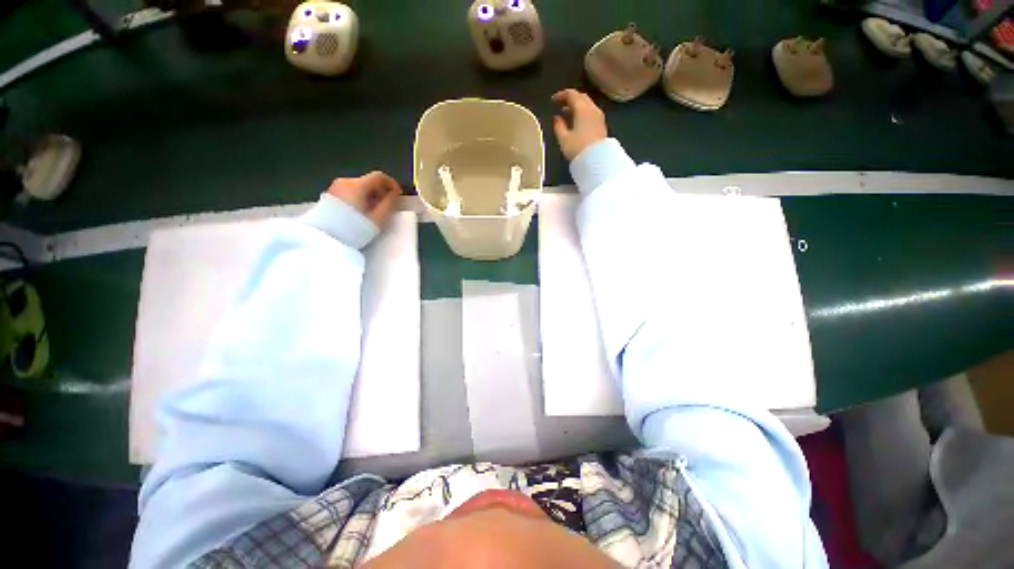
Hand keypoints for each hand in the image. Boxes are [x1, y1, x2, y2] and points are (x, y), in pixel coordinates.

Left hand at [327, 171, 401, 230]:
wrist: (326, 240)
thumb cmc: (354, 230)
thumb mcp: (378, 218)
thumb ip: (390, 203)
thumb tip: (395, 195)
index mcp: (357, 186)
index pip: (379, 176)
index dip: (392, 184)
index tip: (398, 195)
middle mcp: (344, 182)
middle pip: (368, 182)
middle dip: (381, 192)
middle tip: (387, 206)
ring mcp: (335, 188)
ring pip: (359, 187)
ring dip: (370, 196)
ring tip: (374, 212)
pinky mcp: (329, 196)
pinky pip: (350, 192)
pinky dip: (359, 198)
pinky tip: (361, 212)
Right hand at [551, 89, 607, 160]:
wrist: (597, 160)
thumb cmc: (578, 149)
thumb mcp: (564, 139)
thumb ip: (558, 126)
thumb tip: (556, 118)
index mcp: (582, 109)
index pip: (571, 94)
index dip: (561, 95)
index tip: (553, 100)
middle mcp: (592, 109)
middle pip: (581, 97)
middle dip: (570, 99)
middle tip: (560, 105)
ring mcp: (599, 117)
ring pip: (587, 105)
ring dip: (577, 106)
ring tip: (567, 114)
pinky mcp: (601, 125)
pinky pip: (591, 113)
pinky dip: (583, 113)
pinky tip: (577, 122)